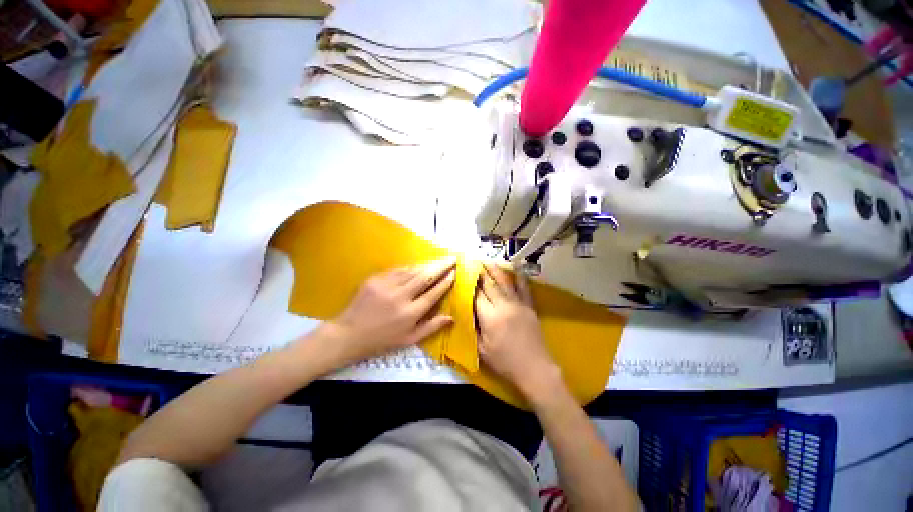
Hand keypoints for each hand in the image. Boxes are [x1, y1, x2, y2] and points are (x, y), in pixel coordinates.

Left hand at [321, 257, 456, 367]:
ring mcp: (387, 286)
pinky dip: (410, 267)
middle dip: (441, 266)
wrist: (349, 334)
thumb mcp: (409, 339)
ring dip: (427, 265)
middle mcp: (401, 297)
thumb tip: (451, 317)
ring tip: (438, 260)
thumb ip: (432, 327)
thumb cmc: (382, 340)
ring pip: (412, 271)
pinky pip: (397, 270)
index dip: (446, 282)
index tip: (454, 273)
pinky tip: (418, 265)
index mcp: (410, 314)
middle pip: (426, 277)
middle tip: (452, 259)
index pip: (434, 293)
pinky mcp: (375, 279)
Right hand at [475, 263, 560, 399]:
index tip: (462, 275)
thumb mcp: (482, 349)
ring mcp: (518, 304)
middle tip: (472, 262)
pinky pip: (524, 289)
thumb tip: (466, 312)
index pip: (476, 296)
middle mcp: (503, 306)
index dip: (468, 285)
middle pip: (489, 285)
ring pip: (505, 283)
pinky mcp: (529, 307)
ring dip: (495, 270)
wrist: (534, 369)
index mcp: (490, 318)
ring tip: (487, 260)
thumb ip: (473, 329)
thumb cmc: (504, 362)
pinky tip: (516, 268)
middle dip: (480, 273)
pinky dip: (520, 277)